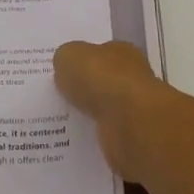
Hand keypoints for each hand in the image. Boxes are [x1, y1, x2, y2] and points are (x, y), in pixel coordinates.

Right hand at [53, 40, 173, 183]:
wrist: (129, 122)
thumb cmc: (101, 80)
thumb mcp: (69, 56)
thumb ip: (65, 58)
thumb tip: (65, 66)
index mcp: (121, 52)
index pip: (101, 53)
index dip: (83, 61)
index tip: (63, 72)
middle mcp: (133, 78)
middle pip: (105, 82)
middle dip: (85, 90)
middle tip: (58, 98)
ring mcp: (134, 110)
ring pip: (106, 111)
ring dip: (90, 116)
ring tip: (61, 122)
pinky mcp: (132, 139)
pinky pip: (107, 136)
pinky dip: (95, 138)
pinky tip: (75, 141)